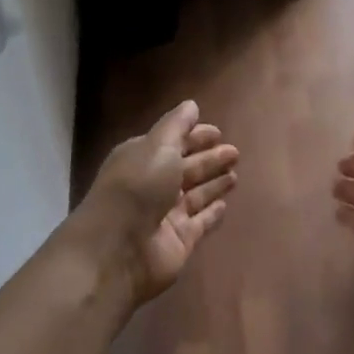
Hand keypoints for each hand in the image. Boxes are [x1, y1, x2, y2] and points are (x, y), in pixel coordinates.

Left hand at [75, 101, 236, 305]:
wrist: (117, 249)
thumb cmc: (138, 186)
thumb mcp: (157, 145)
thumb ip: (177, 125)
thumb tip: (191, 105)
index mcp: (143, 158)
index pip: (173, 142)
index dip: (195, 136)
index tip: (218, 132)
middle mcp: (154, 184)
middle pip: (187, 167)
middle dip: (210, 159)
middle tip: (235, 152)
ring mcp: (167, 214)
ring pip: (196, 194)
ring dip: (213, 183)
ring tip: (235, 174)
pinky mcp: (179, 240)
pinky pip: (200, 223)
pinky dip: (212, 213)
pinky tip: (225, 205)